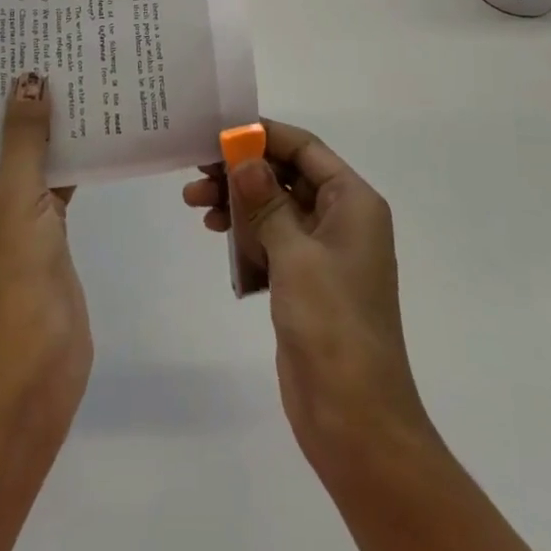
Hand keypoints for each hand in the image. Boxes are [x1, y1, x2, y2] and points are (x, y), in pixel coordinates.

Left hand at [0, 72, 91, 419]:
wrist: (34, 356)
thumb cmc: (7, 270)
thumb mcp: (14, 192)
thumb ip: (24, 135)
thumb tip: (29, 78)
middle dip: (4, 97)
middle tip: (24, 42)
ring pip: (17, 156)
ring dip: (37, 125)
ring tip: (57, 68)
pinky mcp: (34, 226)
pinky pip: (45, 179)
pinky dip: (62, 156)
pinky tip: (88, 120)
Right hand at [183, 121, 431, 474]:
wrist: (355, 418)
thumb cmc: (332, 324)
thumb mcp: (296, 254)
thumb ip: (266, 201)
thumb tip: (242, 157)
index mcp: (353, 203)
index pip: (305, 149)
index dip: (263, 136)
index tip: (218, 133)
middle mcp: (342, 219)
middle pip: (287, 175)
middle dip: (243, 171)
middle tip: (197, 172)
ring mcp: (323, 252)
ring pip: (275, 207)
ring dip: (238, 202)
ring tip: (195, 204)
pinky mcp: (304, 282)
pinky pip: (271, 240)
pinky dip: (245, 233)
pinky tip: (216, 234)